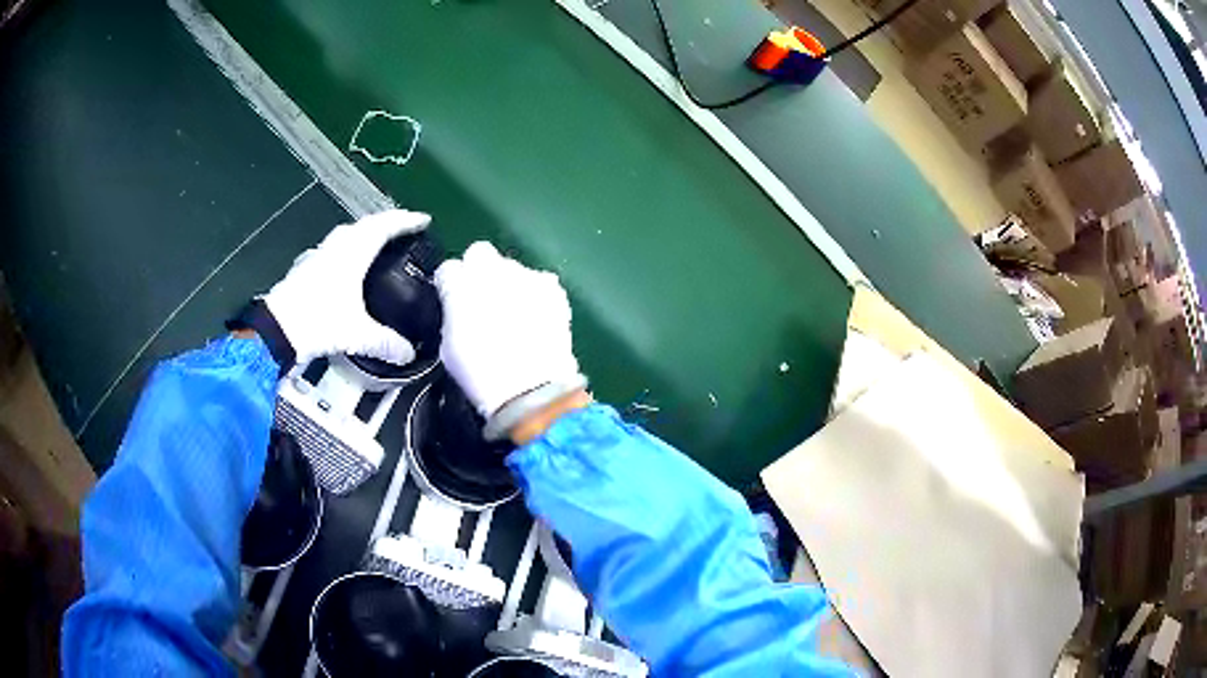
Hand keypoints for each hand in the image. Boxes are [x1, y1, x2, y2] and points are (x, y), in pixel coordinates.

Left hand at [261, 209, 430, 365]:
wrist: (276, 329)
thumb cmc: (318, 322)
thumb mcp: (358, 335)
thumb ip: (386, 343)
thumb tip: (408, 354)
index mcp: (353, 253)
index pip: (384, 226)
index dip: (406, 221)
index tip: (423, 220)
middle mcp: (336, 247)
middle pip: (365, 224)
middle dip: (386, 223)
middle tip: (402, 230)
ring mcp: (318, 255)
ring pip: (346, 234)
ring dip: (364, 233)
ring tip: (376, 245)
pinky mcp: (305, 267)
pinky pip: (332, 249)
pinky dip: (345, 250)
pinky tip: (345, 267)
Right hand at [435, 242, 585, 422]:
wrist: (529, 389)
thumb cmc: (480, 375)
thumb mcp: (448, 345)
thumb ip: (453, 315)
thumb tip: (459, 309)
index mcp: (459, 284)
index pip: (448, 269)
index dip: (450, 286)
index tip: (453, 302)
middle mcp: (491, 270)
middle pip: (480, 254)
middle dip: (479, 270)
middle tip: (483, 299)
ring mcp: (525, 275)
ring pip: (512, 268)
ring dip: (509, 283)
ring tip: (515, 314)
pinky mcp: (553, 288)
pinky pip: (540, 283)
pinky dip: (537, 295)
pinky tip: (537, 318)